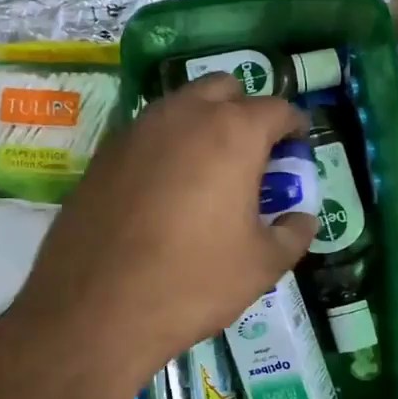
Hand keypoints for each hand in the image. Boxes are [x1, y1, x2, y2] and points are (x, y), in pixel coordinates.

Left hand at [12, 73, 318, 388]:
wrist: (95, 309)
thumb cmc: (192, 283)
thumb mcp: (261, 266)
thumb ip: (292, 234)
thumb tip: (302, 219)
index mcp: (232, 133)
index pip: (276, 109)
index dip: (294, 127)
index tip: (297, 147)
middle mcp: (183, 115)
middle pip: (223, 89)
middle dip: (244, 110)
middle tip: (252, 153)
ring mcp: (136, 130)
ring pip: (179, 105)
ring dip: (201, 123)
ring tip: (208, 170)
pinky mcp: (102, 154)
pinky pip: (145, 133)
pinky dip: (165, 146)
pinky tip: (164, 188)